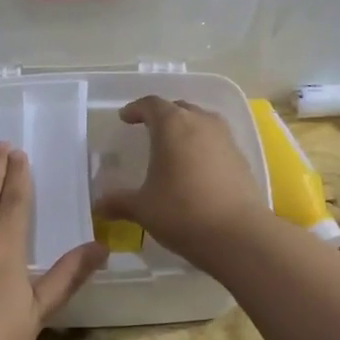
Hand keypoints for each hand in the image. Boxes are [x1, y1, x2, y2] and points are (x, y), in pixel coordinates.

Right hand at [93, 97, 267, 266]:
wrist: (238, 235)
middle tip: (149, 129)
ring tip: (174, 147)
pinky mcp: (242, 159)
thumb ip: (119, 202)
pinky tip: (196, 168)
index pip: (151, 104)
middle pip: (179, 108)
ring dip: (186, 128)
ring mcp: (226, 139)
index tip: (125, 118)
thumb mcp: (143, 208)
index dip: (136, 109)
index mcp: (172, 125)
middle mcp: (201, 123)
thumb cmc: (182, 212)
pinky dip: (203, 147)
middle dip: (163, 115)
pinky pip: (217, 142)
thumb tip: (98, 206)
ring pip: (202, 122)